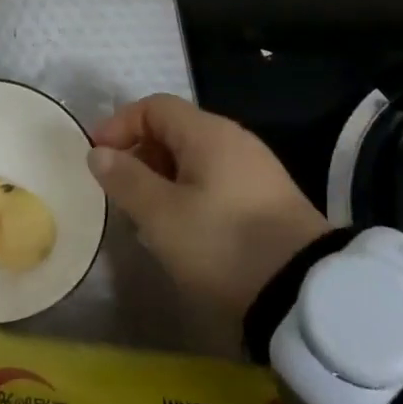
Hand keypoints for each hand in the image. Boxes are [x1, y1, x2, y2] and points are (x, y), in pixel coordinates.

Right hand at [89, 94, 331, 317]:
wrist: (305, 296)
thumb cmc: (223, 244)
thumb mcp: (162, 215)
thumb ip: (126, 179)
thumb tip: (99, 153)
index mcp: (208, 133)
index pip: (154, 107)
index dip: (120, 124)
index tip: (97, 156)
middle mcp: (234, 140)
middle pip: (174, 130)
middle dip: (139, 153)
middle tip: (118, 189)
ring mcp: (256, 170)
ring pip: (194, 158)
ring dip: (162, 177)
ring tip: (144, 213)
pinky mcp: (268, 201)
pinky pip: (215, 181)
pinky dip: (188, 193)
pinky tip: (181, 228)